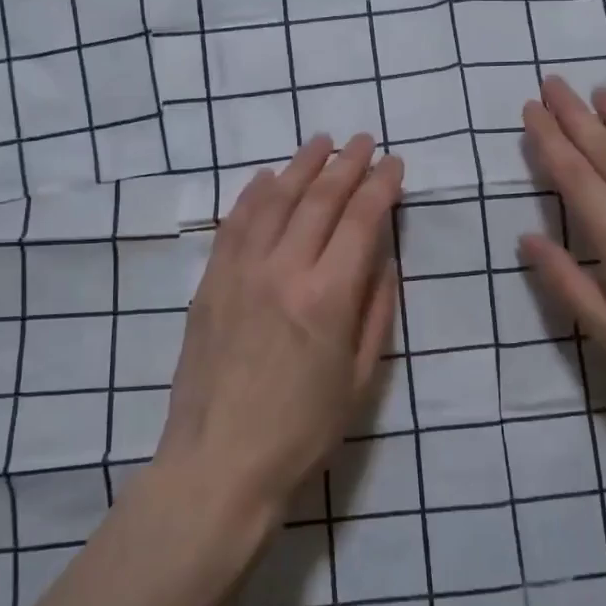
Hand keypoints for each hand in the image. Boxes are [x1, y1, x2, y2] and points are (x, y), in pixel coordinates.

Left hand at [156, 134, 402, 526]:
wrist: (219, 464)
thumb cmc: (302, 431)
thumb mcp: (362, 379)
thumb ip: (376, 310)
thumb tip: (383, 259)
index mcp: (328, 296)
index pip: (361, 220)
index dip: (381, 186)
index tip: (395, 165)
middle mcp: (283, 270)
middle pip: (319, 200)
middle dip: (346, 165)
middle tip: (363, 141)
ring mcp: (240, 272)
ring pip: (274, 201)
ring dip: (300, 167)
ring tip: (319, 143)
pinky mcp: (209, 283)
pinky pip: (233, 224)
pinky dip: (252, 195)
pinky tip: (266, 178)